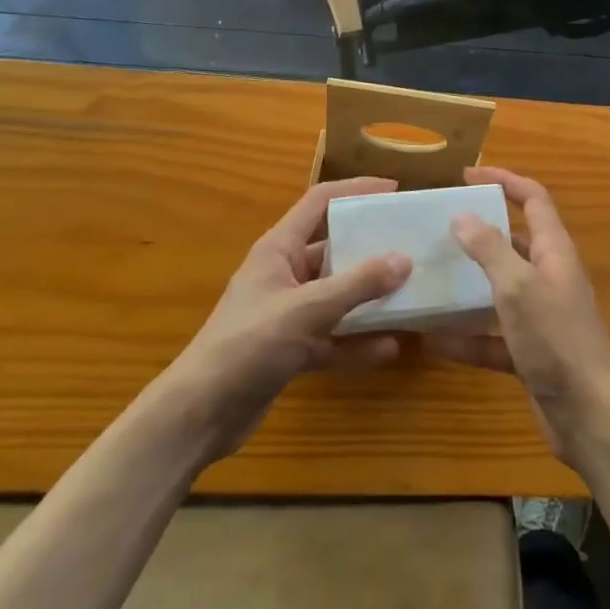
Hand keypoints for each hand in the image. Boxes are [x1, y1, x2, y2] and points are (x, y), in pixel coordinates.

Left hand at [156, 179, 411, 465]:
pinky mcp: (291, 350)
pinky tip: (389, 347)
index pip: (320, 202)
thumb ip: (356, 285)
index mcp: (279, 248)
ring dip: (369, 296)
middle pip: (334, 249)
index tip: (395, 191)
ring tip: (411, 293)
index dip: (356, 190)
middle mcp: (285, 274)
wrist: (197, 418)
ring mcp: (288, 313)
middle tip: (412, 244)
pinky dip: (357, 341)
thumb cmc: (246, 346)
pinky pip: (333, 336)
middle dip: (371, 247)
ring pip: (337, 295)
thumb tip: (404, 259)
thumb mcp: (306, 310)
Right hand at [427, 167, 609, 466]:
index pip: (533, 199)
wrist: (589, 415)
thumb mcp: (518, 287)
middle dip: (480, 232)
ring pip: (500, 289)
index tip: (467, 176)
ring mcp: (541, 316)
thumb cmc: (556, 339)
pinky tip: (433, 341)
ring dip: (469, 284)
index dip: (505, 180)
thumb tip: (463, 216)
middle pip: (515, 241)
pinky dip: (467, 336)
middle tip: (439, 228)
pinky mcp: (531, 352)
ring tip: (430, 277)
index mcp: (555, 251)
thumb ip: (490, 249)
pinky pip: (493, 335)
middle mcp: (550, 276)